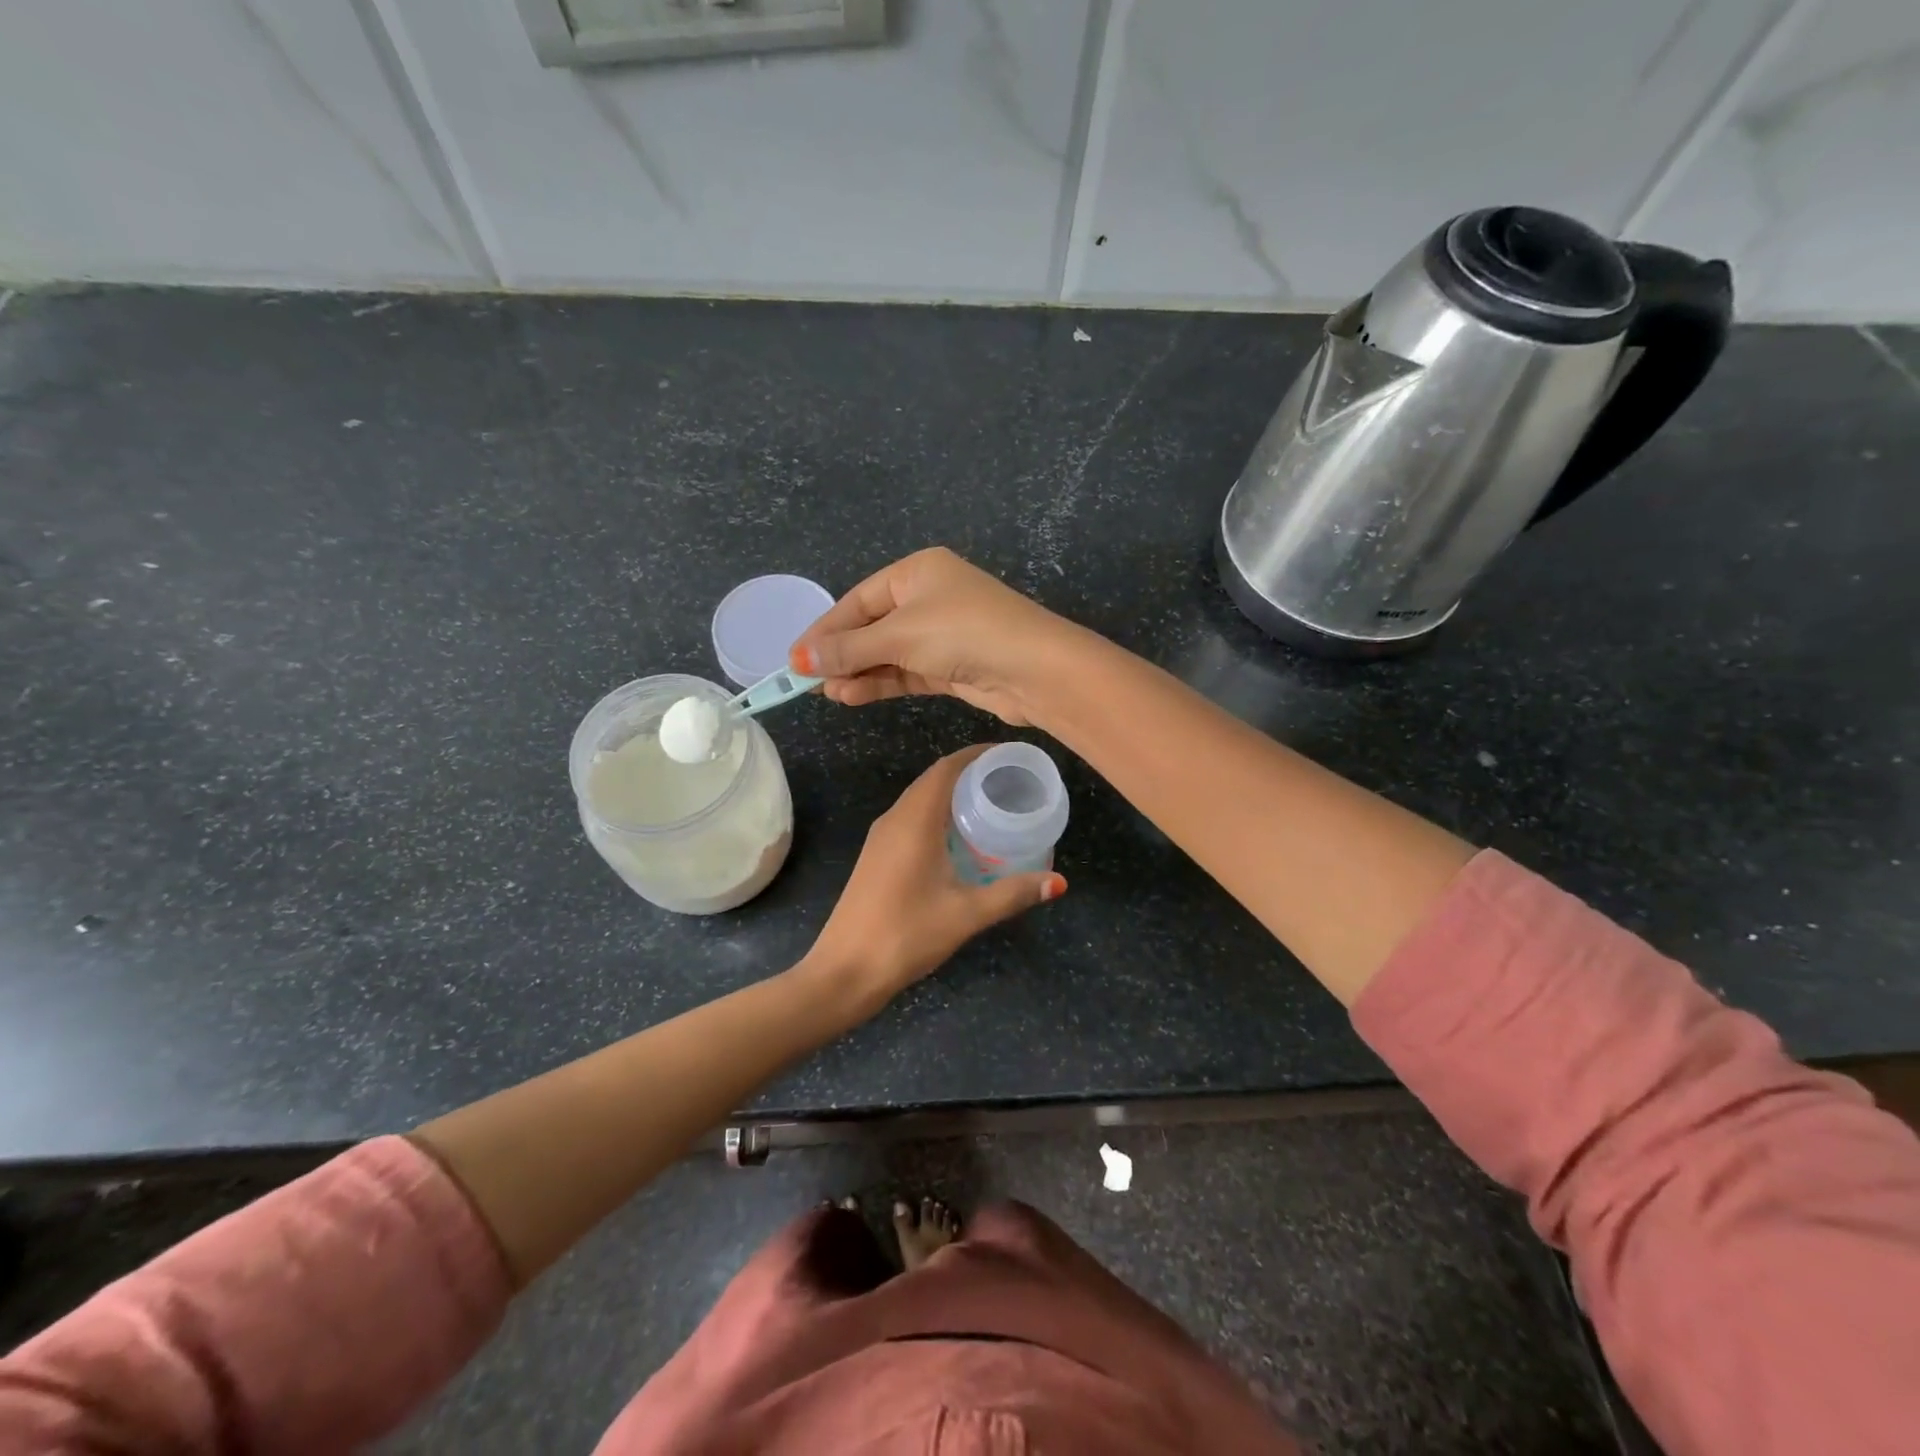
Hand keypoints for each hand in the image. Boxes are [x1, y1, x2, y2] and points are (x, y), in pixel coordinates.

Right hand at [790, 548, 1080, 725]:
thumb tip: (799, 660)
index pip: (858, 600)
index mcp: (917, 572)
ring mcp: (942, 633)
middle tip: (808, 682)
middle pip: (871, 627)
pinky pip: (906, 672)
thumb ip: (849, 649)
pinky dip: (881, 683)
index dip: (825, 629)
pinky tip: (853, 697)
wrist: (1034, 669)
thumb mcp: (899, 635)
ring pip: (888, 653)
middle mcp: (929, 597)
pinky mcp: (951, 666)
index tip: (795, 658)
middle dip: (841, 654)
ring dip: (859, 673)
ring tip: (829, 694)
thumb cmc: (962, 633)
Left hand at [803, 745, 1066, 1008]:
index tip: (1009, 756)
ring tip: (991, 804)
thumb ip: (1013, 894)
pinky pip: (910, 818)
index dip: (977, 755)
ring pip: (920, 799)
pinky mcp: (876, 856)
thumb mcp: (966, 914)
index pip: (947, 768)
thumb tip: (1058, 882)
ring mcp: (880, 838)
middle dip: (970, 772)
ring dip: (952, 794)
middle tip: (1009, 781)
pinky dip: (937, 814)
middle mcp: (894, 819)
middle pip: (933, 779)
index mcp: (914, 821)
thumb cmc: (906, 934)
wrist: (844, 971)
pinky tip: (959, 838)